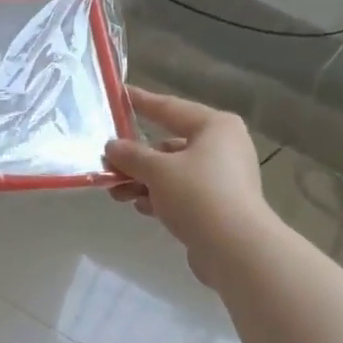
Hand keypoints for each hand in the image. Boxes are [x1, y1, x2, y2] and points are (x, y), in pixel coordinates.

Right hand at [104, 86, 274, 286]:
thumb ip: (131, 155)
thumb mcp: (157, 170)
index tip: (120, 94)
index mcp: (215, 127)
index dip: (142, 102)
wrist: (235, 248)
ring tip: (117, 194)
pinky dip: (159, 198)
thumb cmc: (198, 195)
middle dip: (136, 158)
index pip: (170, 108)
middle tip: (107, 166)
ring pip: (172, 172)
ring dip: (143, 181)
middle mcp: (222, 147)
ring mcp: (222, 178)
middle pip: (169, 145)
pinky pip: (181, 194)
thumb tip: (112, 146)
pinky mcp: (218, 205)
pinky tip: (141, 208)